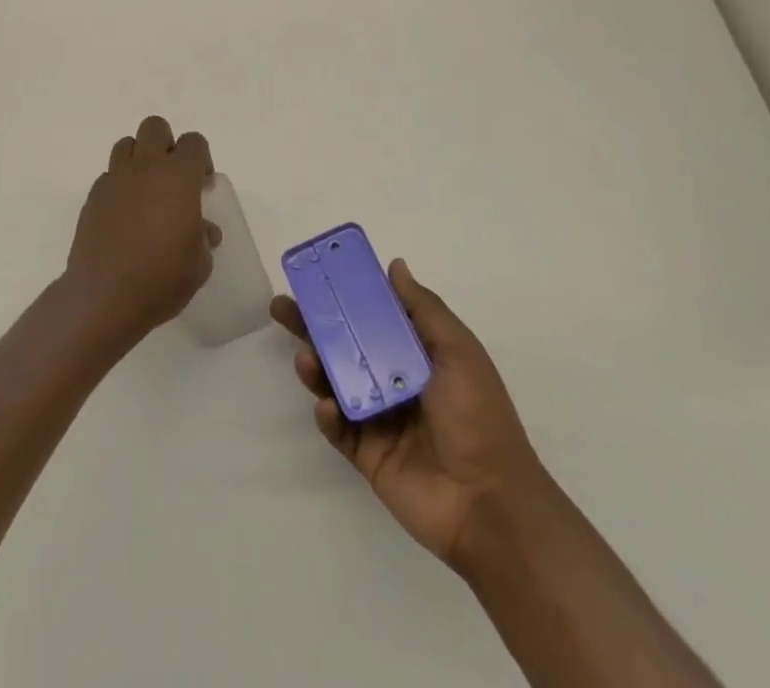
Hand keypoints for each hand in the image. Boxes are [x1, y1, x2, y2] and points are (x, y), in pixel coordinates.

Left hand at [64, 116, 221, 348]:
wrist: (104, 297)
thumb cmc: (161, 279)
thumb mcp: (199, 264)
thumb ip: (203, 238)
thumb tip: (203, 230)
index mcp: (178, 177)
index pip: (194, 142)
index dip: (202, 159)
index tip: (203, 186)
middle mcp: (146, 168)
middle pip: (155, 128)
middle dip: (167, 145)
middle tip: (173, 179)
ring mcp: (115, 180)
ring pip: (126, 145)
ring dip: (139, 159)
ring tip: (146, 191)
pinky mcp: (92, 197)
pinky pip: (108, 176)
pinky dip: (119, 185)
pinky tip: (124, 215)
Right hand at [271, 259, 548, 575]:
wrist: (488, 502)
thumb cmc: (477, 416)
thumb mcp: (458, 351)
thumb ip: (423, 308)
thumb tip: (394, 266)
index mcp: (416, 352)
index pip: (373, 315)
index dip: (346, 295)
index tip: (317, 275)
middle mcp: (393, 379)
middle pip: (344, 344)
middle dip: (312, 325)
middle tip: (281, 307)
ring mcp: (377, 417)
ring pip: (335, 383)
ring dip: (315, 367)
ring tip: (304, 359)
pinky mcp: (366, 453)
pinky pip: (337, 428)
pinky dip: (327, 414)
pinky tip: (327, 406)